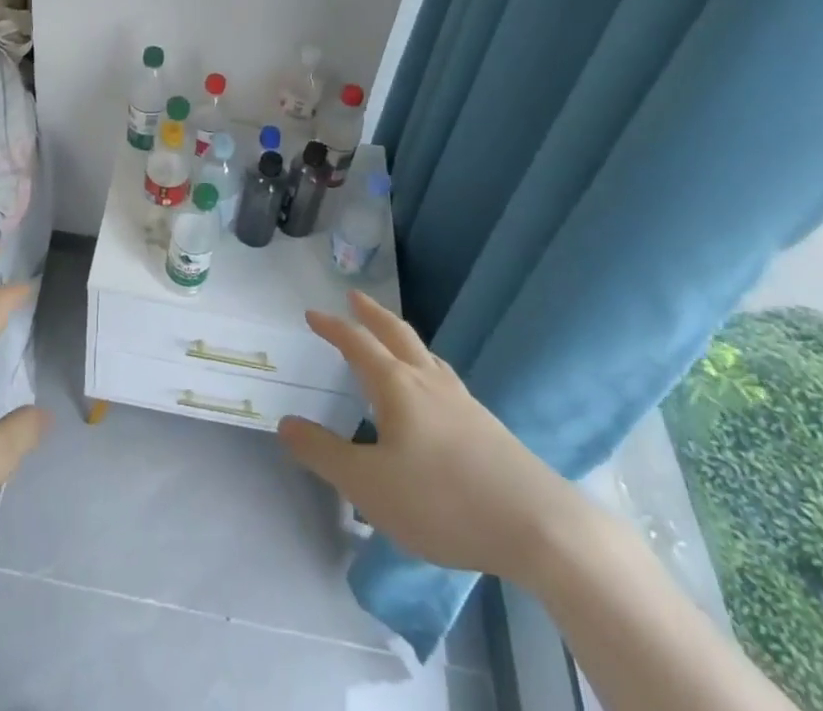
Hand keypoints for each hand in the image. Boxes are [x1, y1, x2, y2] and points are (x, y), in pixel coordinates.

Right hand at [277, 290, 584, 579]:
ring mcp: (463, 402)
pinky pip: (447, 381)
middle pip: (397, 334)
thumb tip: (285, 423)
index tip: (313, 313)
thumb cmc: (441, 500)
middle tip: (355, 295)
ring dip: (403, 338)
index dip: (333, 327)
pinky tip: (436, 393)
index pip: (358, 344)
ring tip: (394, 339)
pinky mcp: (488, 427)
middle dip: (372, 314)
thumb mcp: (368, 485)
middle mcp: (429, 382)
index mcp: (396, 386)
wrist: (537, 526)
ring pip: (427, 355)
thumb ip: (323, 453)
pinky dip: (428, 368)